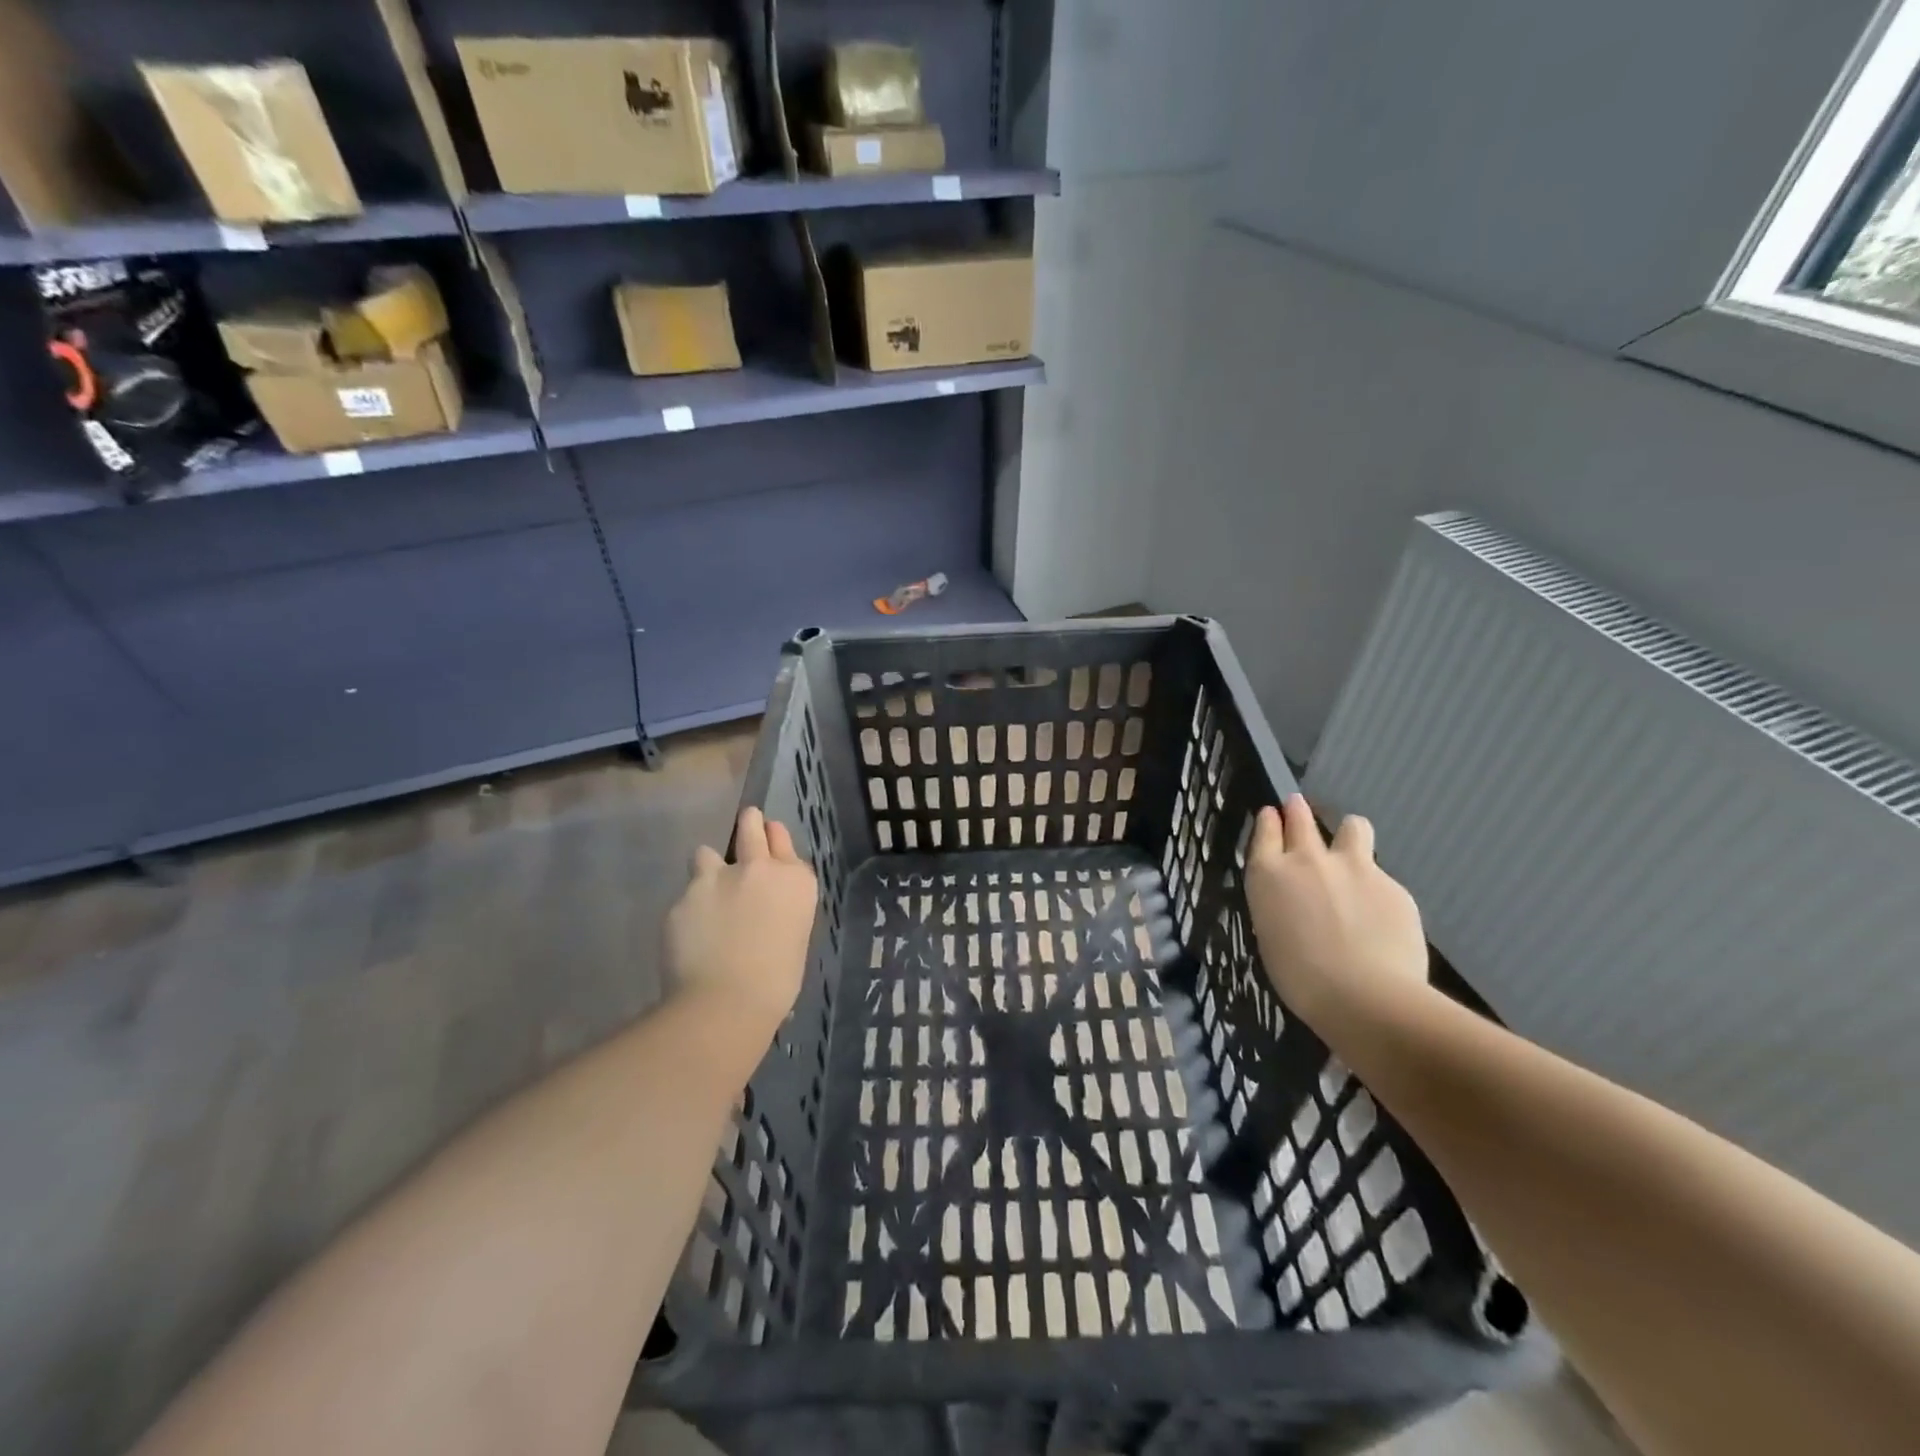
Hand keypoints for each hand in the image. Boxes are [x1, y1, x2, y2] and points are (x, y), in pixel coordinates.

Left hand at [664, 808, 816, 1040]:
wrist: (725, 1003)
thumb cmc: (777, 982)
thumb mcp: (794, 936)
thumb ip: (780, 909)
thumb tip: (764, 909)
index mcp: (795, 880)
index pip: (782, 840)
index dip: (774, 838)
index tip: (768, 839)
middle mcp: (758, 868)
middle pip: (750, 825)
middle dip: (747, 824)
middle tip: (743, 829)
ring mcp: (716, 878)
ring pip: (706, 853)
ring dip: (709, 868)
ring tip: (707, 894)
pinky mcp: (683, 898)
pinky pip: (686, 895)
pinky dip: (689, 910)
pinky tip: (690, 935)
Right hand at [1244, 794, 1428, 1026]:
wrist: (1365, 997)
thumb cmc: (1301, 979)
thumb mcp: (1272, 936)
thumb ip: (1281, 906)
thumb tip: (1295, 903)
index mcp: (1269, 874)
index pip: (1265, 831)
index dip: (1269, 821)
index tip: (1272, 815)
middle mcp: (1308, 860)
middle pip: (1300, 817)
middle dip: (1297, 810)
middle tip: (1298, 807)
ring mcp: (1354, 867)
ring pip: (1352, 826)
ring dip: (1348, 835)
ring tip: (1351, 854)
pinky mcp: (1393, 885)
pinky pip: (1381, 876)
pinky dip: (1377, 890)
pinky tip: (1380, 920)